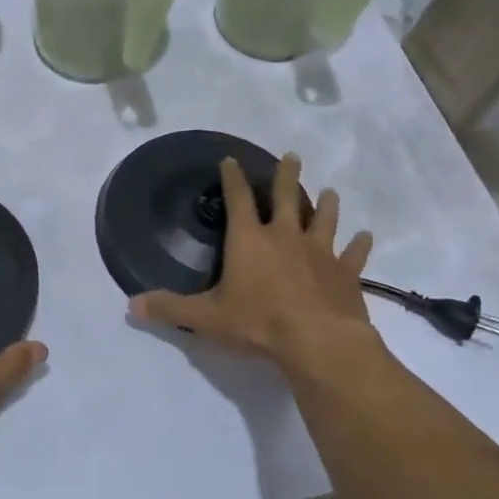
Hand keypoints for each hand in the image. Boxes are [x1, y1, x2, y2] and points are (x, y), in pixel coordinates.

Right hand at [131, 153, 377, 364]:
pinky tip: (366, 236)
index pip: (237, 200)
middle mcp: (285, 237)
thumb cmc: (259, 323)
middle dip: (287, 176)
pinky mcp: (346, 273)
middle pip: (287, 198)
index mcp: (249, 241)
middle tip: (293, 156)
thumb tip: (132, 306)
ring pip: (324, 219)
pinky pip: (354, 254)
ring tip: (330, 192)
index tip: (231, 159)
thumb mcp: (206, 318)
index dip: (232, 178)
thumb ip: (170, 309)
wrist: (318, 341)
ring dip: (326, 205)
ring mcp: (320, 253)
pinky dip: (360, 245)